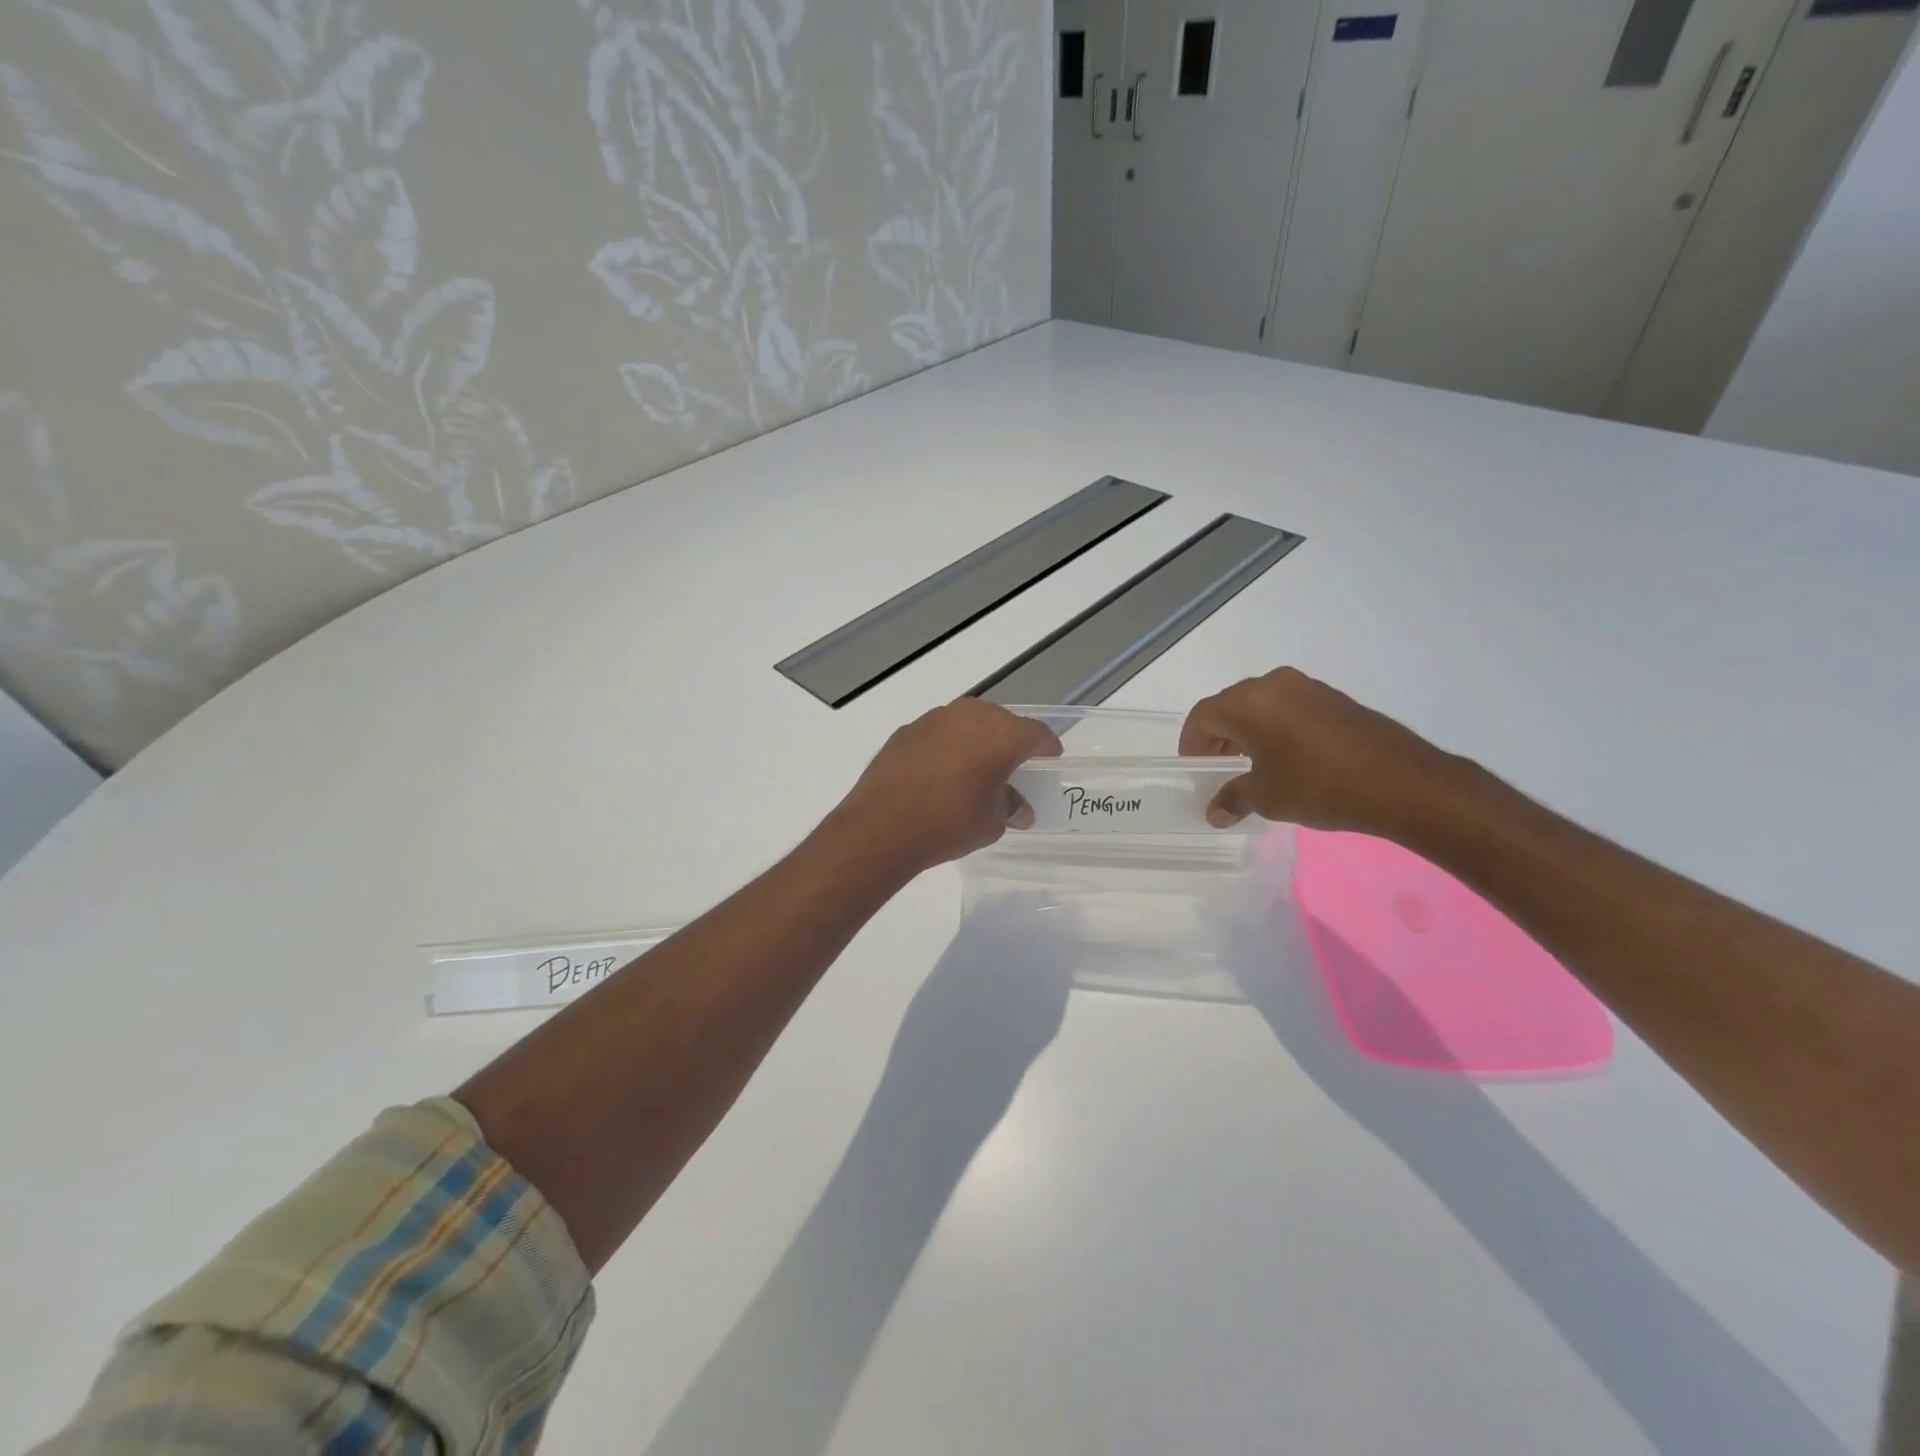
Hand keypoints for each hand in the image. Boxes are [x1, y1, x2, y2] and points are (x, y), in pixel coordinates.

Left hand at [834, 700, 1061, 871]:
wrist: (882, 826)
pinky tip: (940, 774)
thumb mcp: (991, 823)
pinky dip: (945, 749)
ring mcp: (933, 719)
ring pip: (966, 724)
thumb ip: (1009, 807)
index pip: (1036, 734)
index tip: (1051, 758)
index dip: (1047, 747)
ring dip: (975, 742)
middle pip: (1000, 723)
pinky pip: (938, 735)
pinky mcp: (905, 731)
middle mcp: (969, 715)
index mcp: (1001, 733)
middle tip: (1012, 766)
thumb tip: (1017, 807)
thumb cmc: (950, 823)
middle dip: (1009, 742)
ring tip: (974, 770)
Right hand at [1180, 667, 1460, 834]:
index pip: (1202, 717)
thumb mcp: (1267, 798)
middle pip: (1230, 706)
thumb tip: (1215, 812)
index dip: (1192, 743)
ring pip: (1261, 705)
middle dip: (1219, 736)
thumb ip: (1233, 799)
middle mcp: (1272, 684)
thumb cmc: (1319, 786)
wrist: (1401, 782)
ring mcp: (1307, 687)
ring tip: (1252, 765)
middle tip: (1219, 768)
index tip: (1195, 768)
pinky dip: (1276, 728)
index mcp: (1247, 703)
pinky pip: (1288, 707)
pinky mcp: (1333, 698)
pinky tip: (1287, 758)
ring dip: (1248, 731)